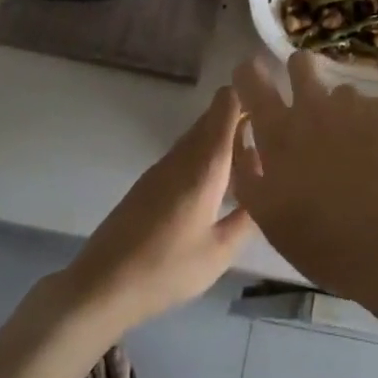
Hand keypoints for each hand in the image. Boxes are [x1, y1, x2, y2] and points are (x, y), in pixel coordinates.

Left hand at [58, 86, 252, 331]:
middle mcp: (185, 153)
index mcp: (206, 162)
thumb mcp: (219, 252)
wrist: (102, 285)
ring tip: (253, 167)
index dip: (250, 93)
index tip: (274, 101)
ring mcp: (165, 165)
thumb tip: (271, 193)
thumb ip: (249, 218)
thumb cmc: (166, 268)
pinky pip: (188, 153)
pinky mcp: (151, 180)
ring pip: (202, 136)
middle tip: (274, 141)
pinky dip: (208, 159)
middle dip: (244, 120)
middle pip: (216, 116)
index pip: (227, 103)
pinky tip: (220, 189)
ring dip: (226, 141)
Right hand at [230, 53, 377, 297]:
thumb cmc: (324, 242)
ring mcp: (354, 105)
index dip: (249, 74)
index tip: (252, 76)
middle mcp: (313, 107)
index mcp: (279, 133)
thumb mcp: (270, 218)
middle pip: (300, 64)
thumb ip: (251, 175)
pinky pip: (375, 111)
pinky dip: (375, 129)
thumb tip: (248, 145)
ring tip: (357, 148)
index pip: (252, 80)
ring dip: (342, 112)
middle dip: (299, 72)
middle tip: (308, 101)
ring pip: (341, 93)